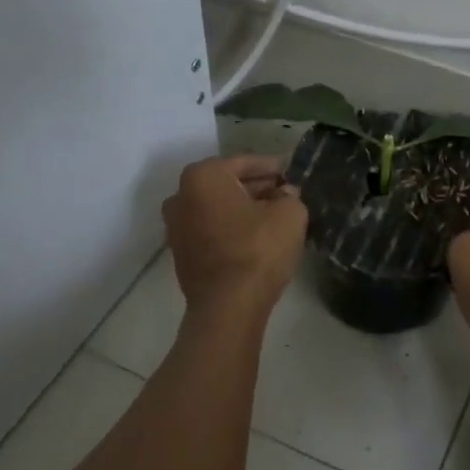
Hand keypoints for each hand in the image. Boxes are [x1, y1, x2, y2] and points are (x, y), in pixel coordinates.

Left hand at [163, 155, 308, 318]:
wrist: (228, 307)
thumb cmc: (258, 250)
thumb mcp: (289, 214)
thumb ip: (290, 195)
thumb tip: (284, 194)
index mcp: (203, 176)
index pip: (246, 162)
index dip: (274, 167)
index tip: (293, 172)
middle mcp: (181, 196)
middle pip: (227, 184)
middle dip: (257, 187)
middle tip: (287, 193)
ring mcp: (176, 227)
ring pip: (218, 208)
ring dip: (244, 209)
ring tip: (275, 216)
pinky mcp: (181, 253)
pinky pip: (211, 229)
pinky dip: (231, 228)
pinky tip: (256, 237)